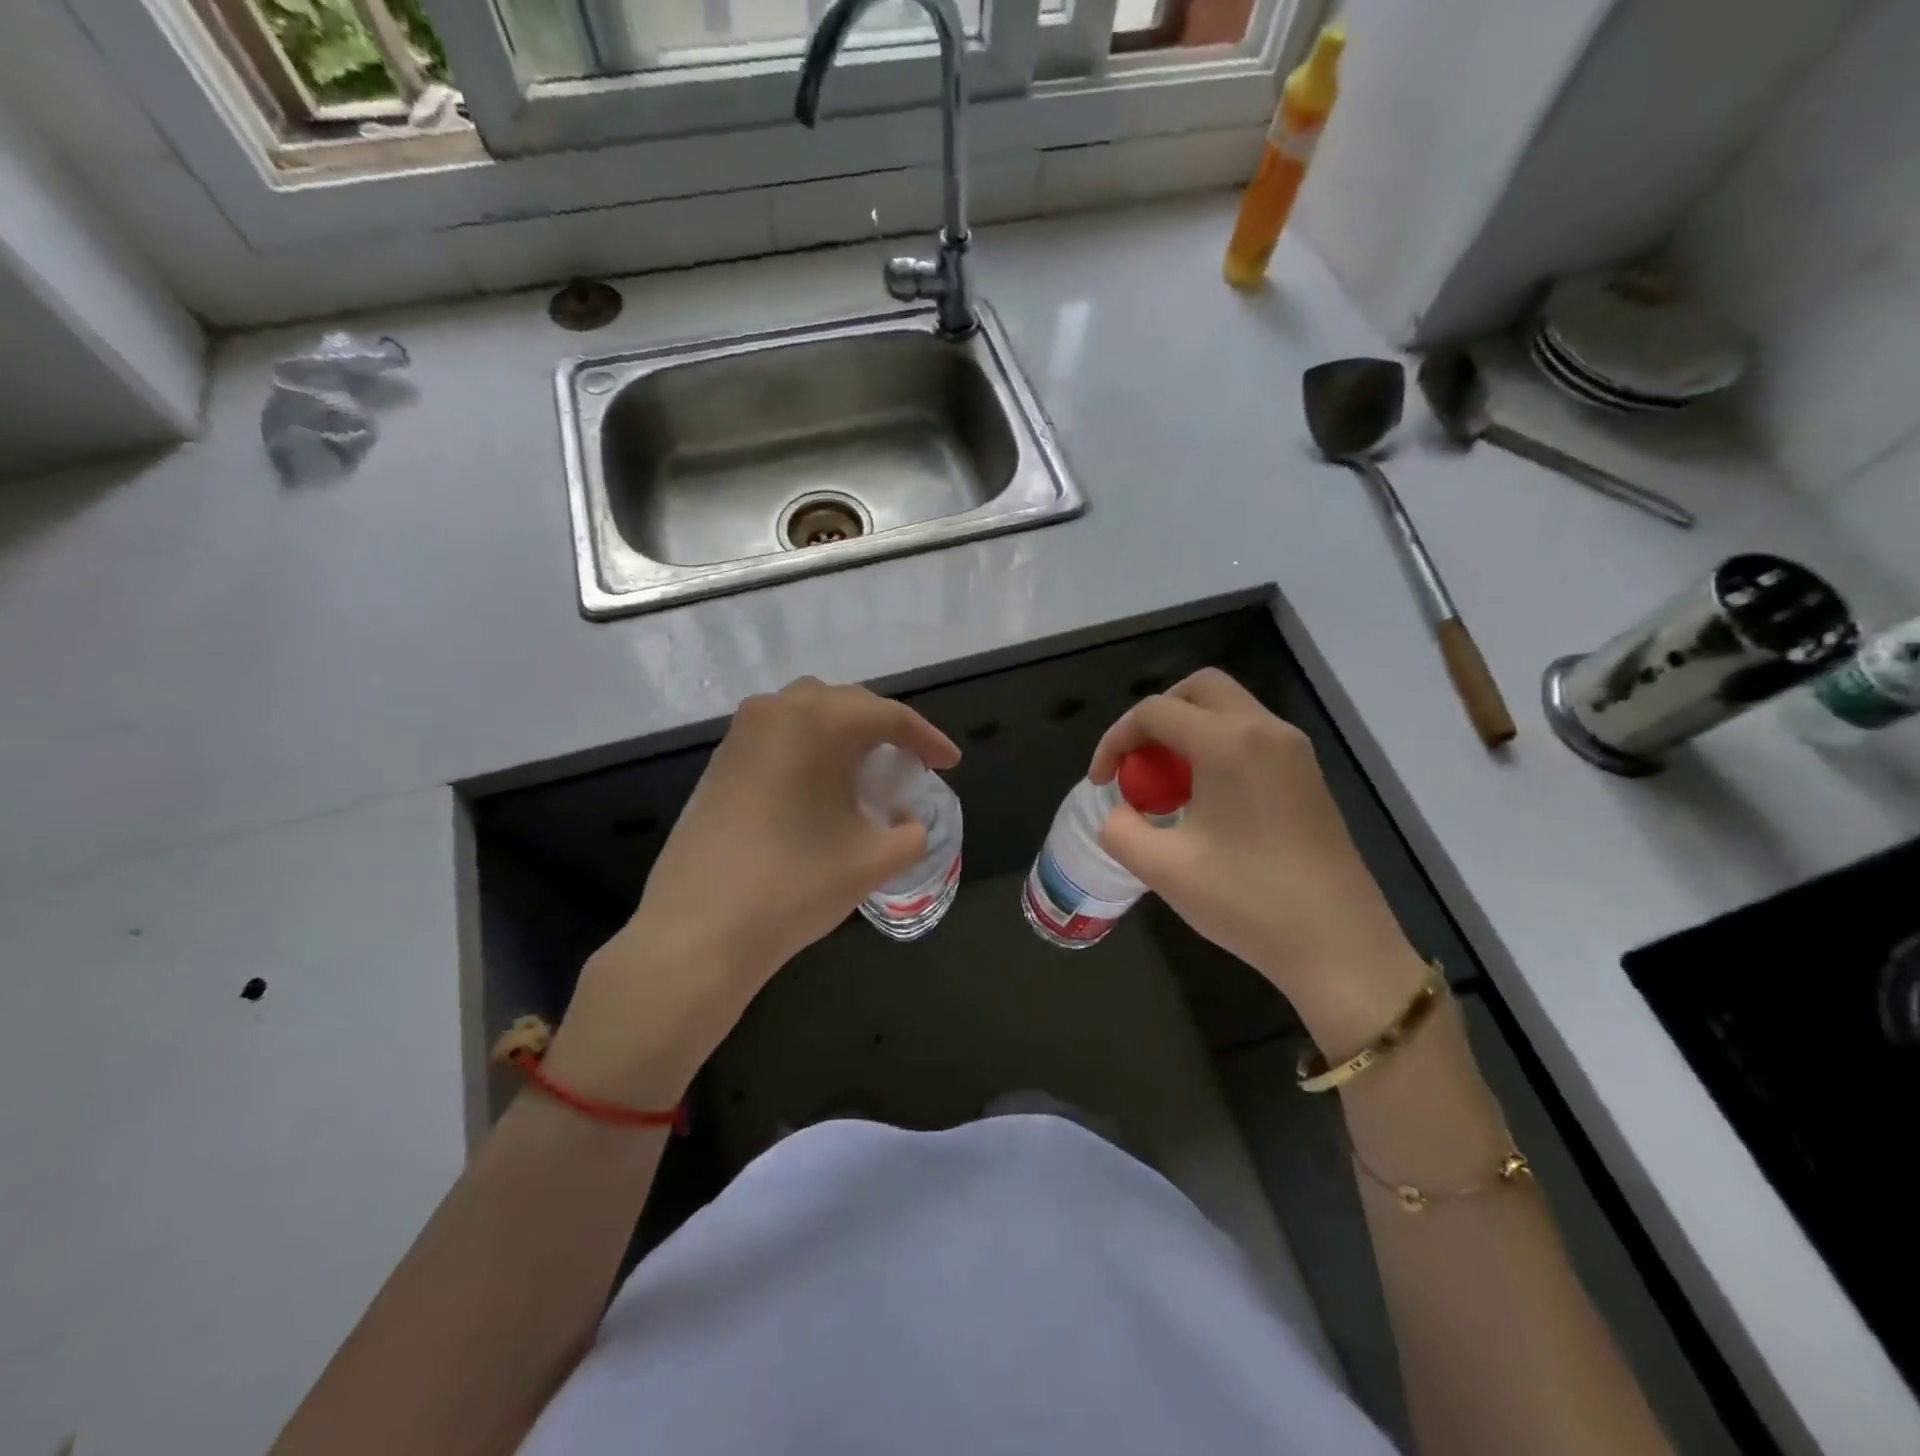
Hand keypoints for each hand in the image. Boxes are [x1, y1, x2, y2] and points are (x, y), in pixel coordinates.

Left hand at [547, 678, 959, 1104]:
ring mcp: (742, 734)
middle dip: (885, 728)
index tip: (949, 763)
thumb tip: (908, 821)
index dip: (927, 739)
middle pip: (847, 704)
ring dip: (842, 732)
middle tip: (910, 762)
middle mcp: (778, 711)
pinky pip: (777, 735)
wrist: (698, 930)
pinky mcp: (719, 761)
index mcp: (821, 722)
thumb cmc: (796, 885)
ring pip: (807, 712)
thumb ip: (910, 834)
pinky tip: (817, 785)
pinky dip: (808, 747)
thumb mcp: (873, 861)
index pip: (890, 717)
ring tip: (865, 769)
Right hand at [1090, 669, 1426, 1051]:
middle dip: (1156, 718)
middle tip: (1137, 765)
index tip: (1102, 783)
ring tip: (1166, 788)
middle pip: (1199, 690)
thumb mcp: (1163, 869)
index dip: (1116, 740)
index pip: (1155, 711)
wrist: (1339, 946)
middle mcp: (1266, 731)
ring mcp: (1294, 752)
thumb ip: (1119, 829)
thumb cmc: (1248, 902)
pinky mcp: (1307, 777)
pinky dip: (1216, 749)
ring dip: (1187, 733)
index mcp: (1229, 743)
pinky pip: (1251, 738)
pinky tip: (1205, 802)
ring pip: (1228, 711)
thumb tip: (1117, 813)